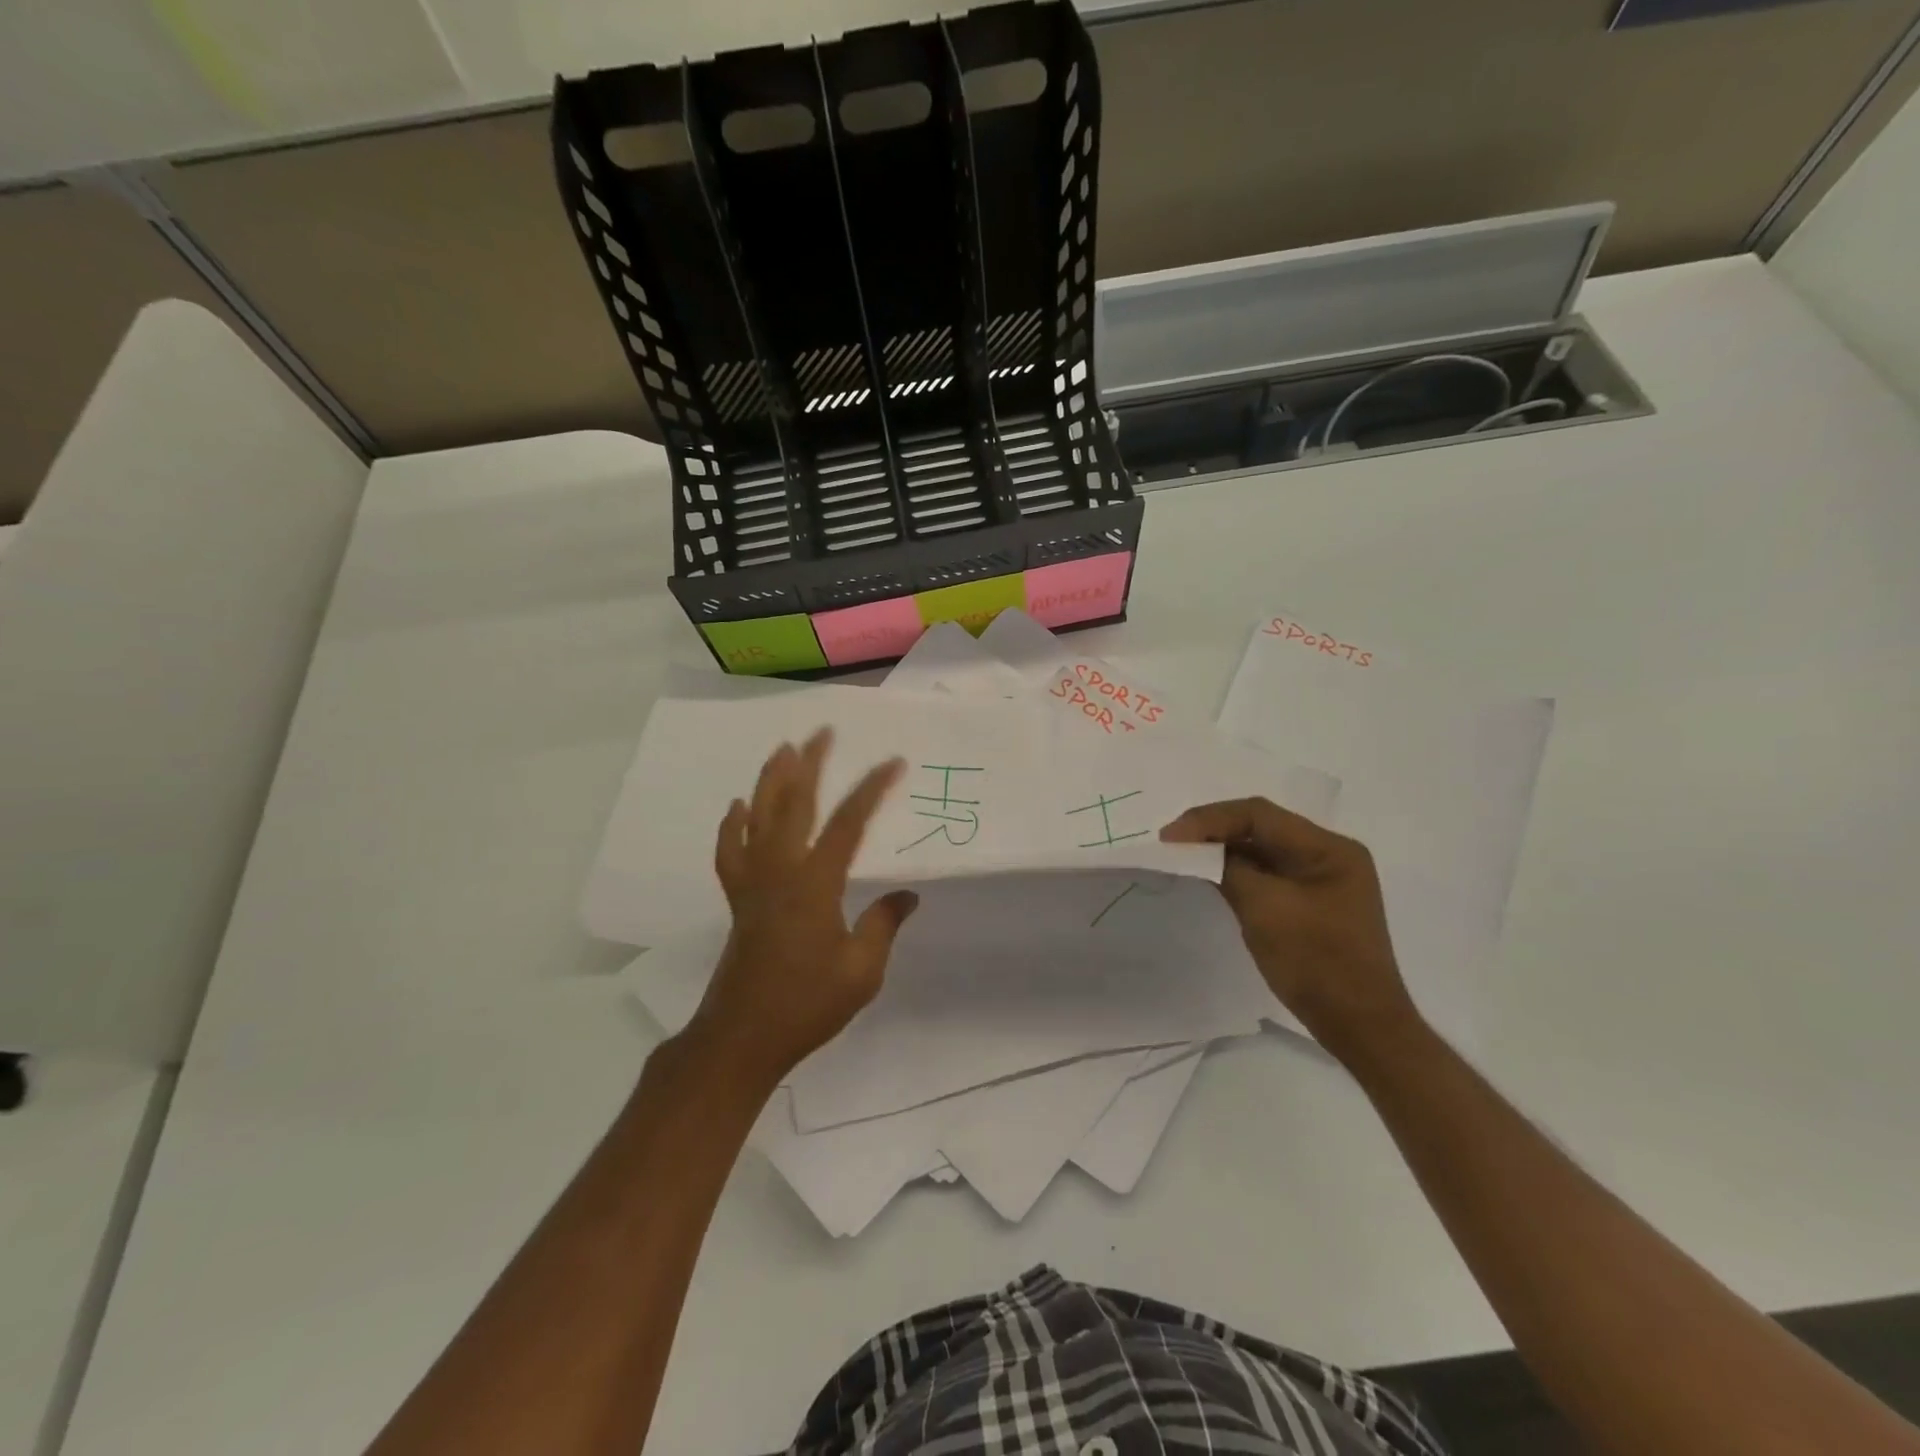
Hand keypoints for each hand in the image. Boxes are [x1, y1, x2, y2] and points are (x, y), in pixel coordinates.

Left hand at [683, 729, 917, 1087]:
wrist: (742, 1038)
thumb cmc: (807, 1005)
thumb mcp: (862, 972)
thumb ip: (883, 925)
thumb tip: (907, 895)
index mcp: (815, 885)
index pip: (847, 824)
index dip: (871, 789)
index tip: (894, 763)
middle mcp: (780, 872)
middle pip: (793, 805)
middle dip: (810, 765)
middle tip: (822, 732)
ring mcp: (753, 884)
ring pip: (758, 818)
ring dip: (770, 781)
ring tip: (782, 750)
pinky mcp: (738, 900)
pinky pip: (730, 852)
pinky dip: (732, 826)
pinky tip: (737, 808)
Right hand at [1160, 798, 1419, 1060]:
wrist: (1360, 1027)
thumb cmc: (1317, 963)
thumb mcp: (1265, 910)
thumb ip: (1229, 870)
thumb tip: (1197, 850)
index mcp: (1329, 848)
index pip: (1259, 815)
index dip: (1210, 820)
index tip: (1170, 837)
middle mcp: (1328, 855)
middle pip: (1261, 827)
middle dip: (1214, 831)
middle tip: (1171, 843)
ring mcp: (1321, 880)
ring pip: (1262, 849)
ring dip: (1223, 850)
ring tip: (1184, 856)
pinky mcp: (1310, 903)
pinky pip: (1267, 873)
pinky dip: (1236, 871)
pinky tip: (1210, 876)